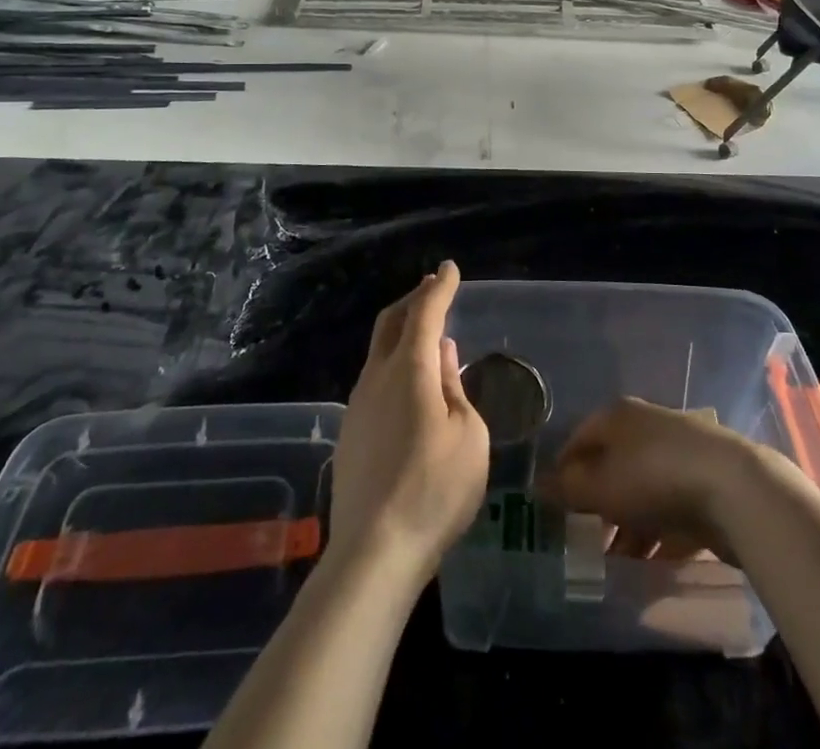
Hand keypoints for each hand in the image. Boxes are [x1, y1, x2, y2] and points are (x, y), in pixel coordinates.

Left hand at [328, 261, 488, 587]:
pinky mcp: (350, 432)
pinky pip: (374, 379)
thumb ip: (454, 388)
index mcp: (410, 369)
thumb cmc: (434, 490)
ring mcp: (358, 404)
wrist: (374, 551)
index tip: (450, 269)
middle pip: (392, 322)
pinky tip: (408, 382)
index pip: (425, 312)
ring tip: (424, 330)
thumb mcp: (468, 436)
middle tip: (432, 287)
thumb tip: (441, 353)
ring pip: (379, 350)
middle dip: (414, 299)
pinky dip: (394, 362)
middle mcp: (377, 376)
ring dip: (402, 331)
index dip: (439, 288)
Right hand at [546, 397, 770, 561]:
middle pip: (613, 464)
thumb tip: (537, 486)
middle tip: (586, 540)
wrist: (734, 488)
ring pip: (643, 490)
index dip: (564, 471)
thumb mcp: (600, 486)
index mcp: (618, 416)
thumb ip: (568, 489)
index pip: (580, 438)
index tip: (555, 507)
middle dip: (598, 503)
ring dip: (629, 525)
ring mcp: (680, 453)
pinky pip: (673, 509)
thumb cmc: (653, 478)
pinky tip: (653, 564)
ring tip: (617, 564)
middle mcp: (647, 426)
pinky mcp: (706, 483)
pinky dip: (660, 534)